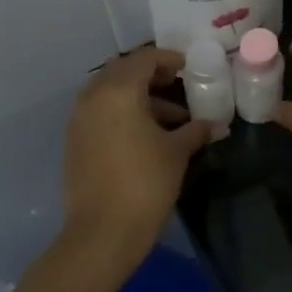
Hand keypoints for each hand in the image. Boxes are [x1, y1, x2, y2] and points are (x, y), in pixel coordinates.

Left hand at [64, 46, 212, 265]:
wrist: (103, 232)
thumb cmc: (146, 183)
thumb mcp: (177, 152)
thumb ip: (196, 130)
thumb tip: (216, 125)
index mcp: (118, 91)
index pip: (144, 58)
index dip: (169, 59)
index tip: (190, 68)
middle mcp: (93, 97)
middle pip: (123, 72)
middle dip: (152, 76)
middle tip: (179, 87)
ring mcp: (79, 119)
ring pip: (111, 94)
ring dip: (139, 98)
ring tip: (172, 120)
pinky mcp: (75, 141)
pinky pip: (101, 114)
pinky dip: (123, 114)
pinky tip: (148, 136)